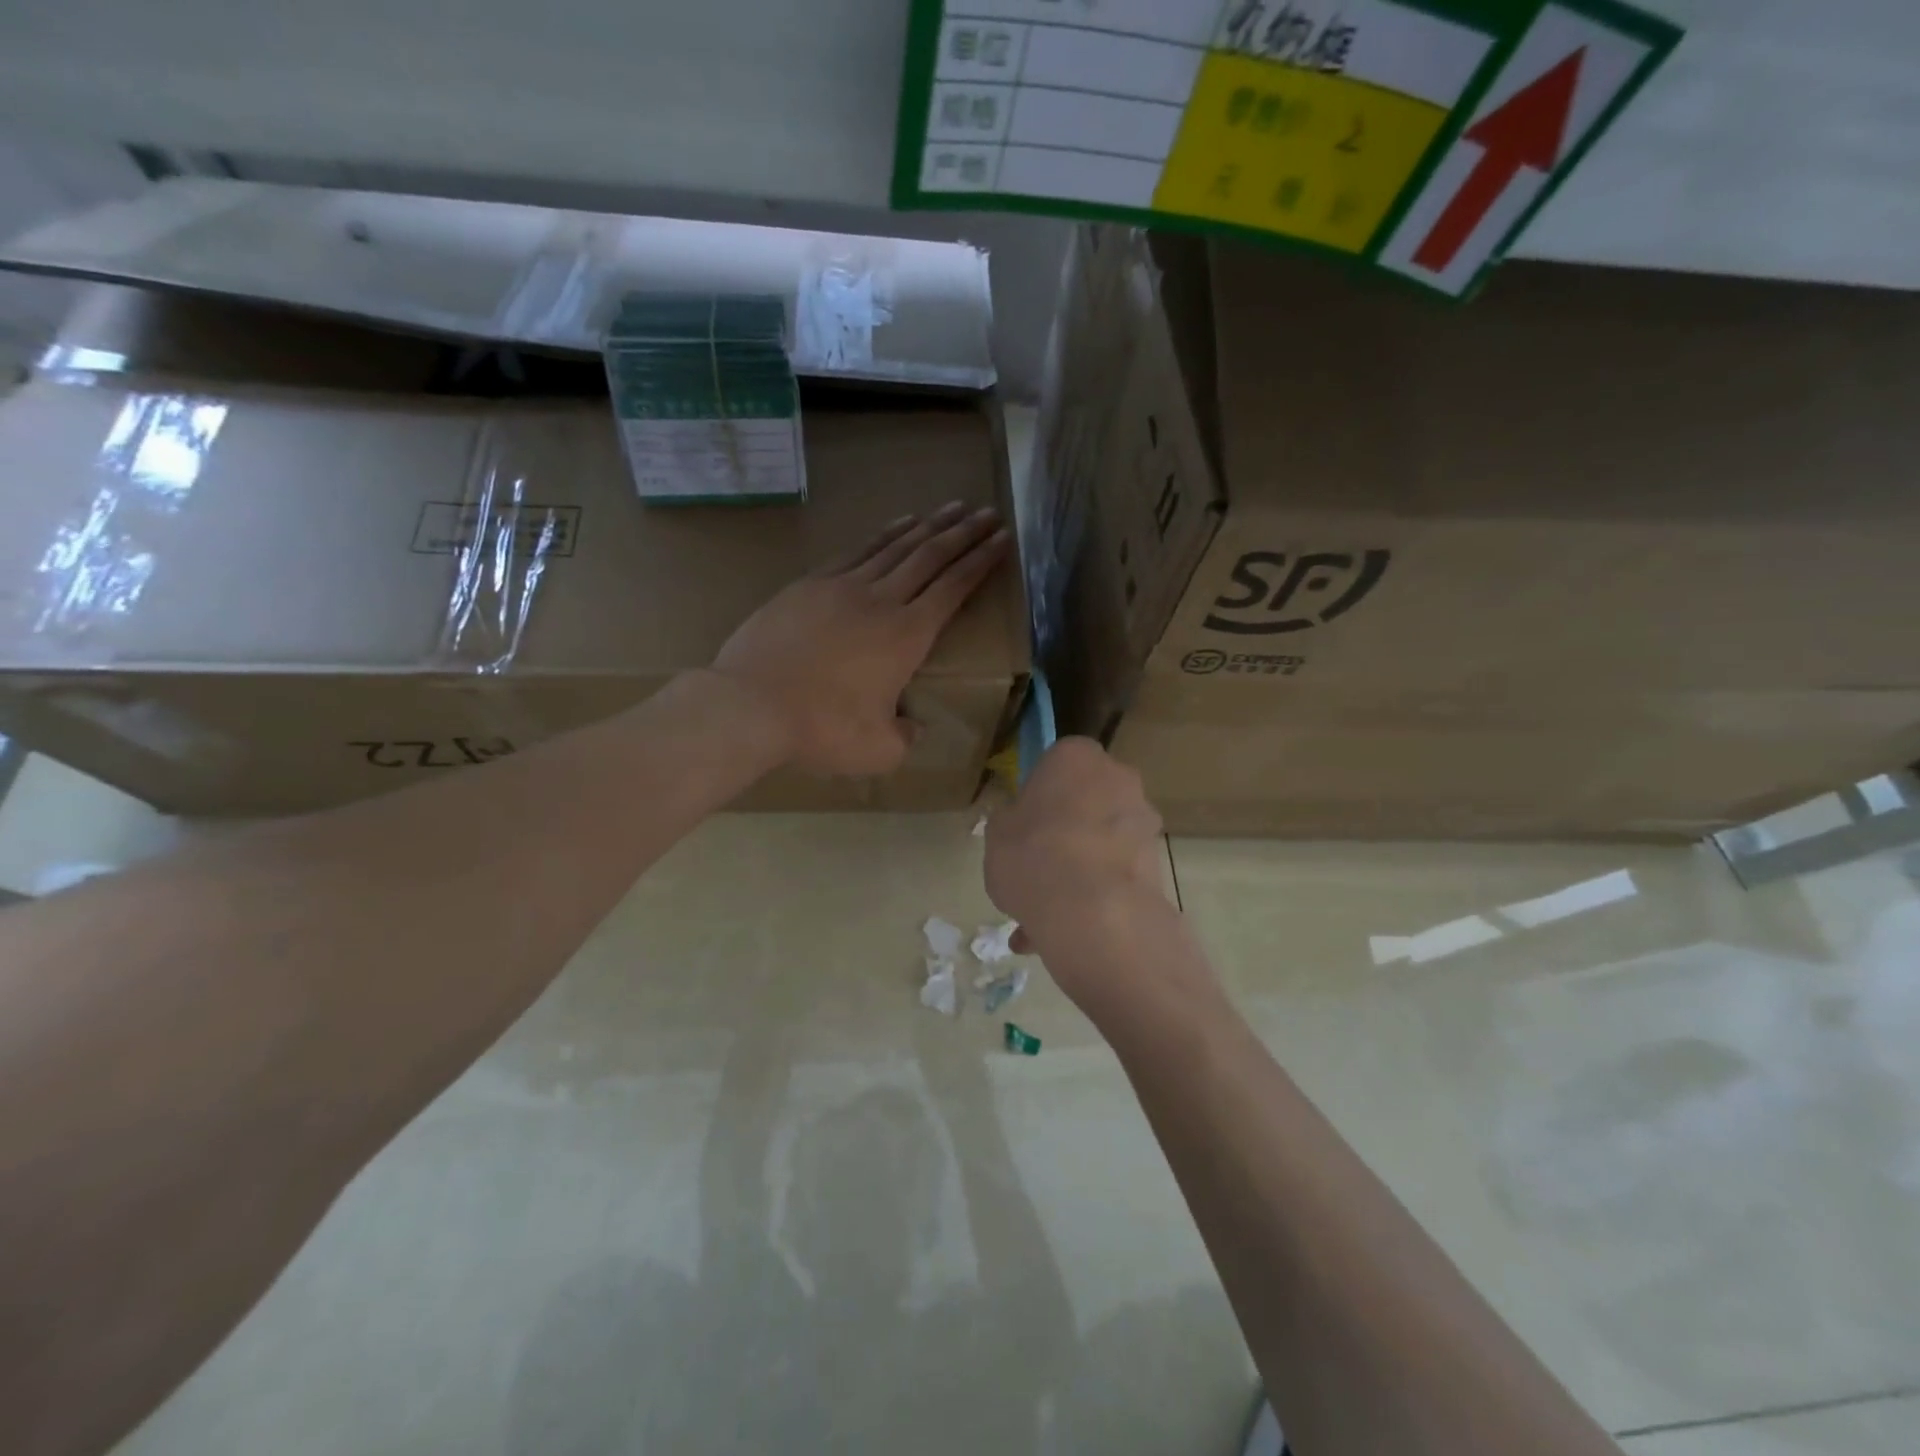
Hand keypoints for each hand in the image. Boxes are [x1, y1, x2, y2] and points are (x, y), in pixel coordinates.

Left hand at [711, 503, 1008, 776]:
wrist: (751, 704)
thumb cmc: (821, 729)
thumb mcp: (878, 751)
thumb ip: (905, 737)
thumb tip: (913, 726)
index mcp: (907, 636)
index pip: (953, 589)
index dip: (981, 562)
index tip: (1002, 539)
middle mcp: (881, 601)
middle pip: (930, 557)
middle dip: (964, 534)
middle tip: (988, 513)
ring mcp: (843, 587)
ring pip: (895, 547)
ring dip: (927, 527)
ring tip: (950, 509)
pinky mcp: (810, 585)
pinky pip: (857, 551)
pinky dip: (883, 535)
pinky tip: (895, 526)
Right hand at [985, 738, 1185, 1014]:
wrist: (1093, 912)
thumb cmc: (1033, 854)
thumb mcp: (997, 833)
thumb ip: (1011, 821)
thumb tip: (1021, 825)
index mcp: (1076, 756)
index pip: (1057, 762)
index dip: (1039, 794)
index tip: (1024, 822)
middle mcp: (1118, 778)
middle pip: (1086, 802)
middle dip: (1065, 832)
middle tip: (1036, 867)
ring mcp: (1143, 822)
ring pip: (1102, 843)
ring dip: (1079, 871)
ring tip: (1042, 917)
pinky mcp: (1157, 863)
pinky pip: (1114, 875)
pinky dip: (1094, 897)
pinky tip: (1061, 932)